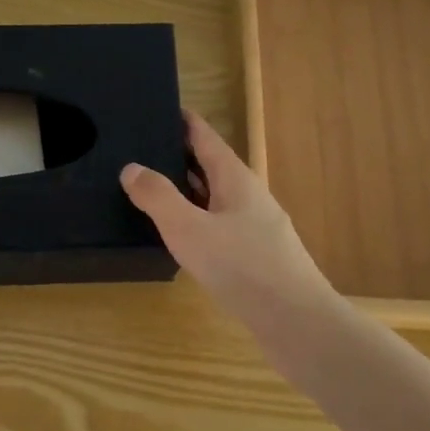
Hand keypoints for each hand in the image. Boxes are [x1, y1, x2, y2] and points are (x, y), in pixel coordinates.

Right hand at [120, 111, 335, 333]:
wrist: (298, 323)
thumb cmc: (242, 268)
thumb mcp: (189, 229)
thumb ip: (158, 197)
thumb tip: (131, 168)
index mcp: (235, 179)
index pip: (205, 137)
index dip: (183, 121)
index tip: (157, 107)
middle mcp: (248, 196)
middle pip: (210, 165)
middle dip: (178, 155)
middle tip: (140, 148)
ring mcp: (256, 227)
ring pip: (215, 197)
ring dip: (186, 190)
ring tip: (151, 187)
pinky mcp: (256, 256)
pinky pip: (219, 225)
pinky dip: (195, 219)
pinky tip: (179, 235)